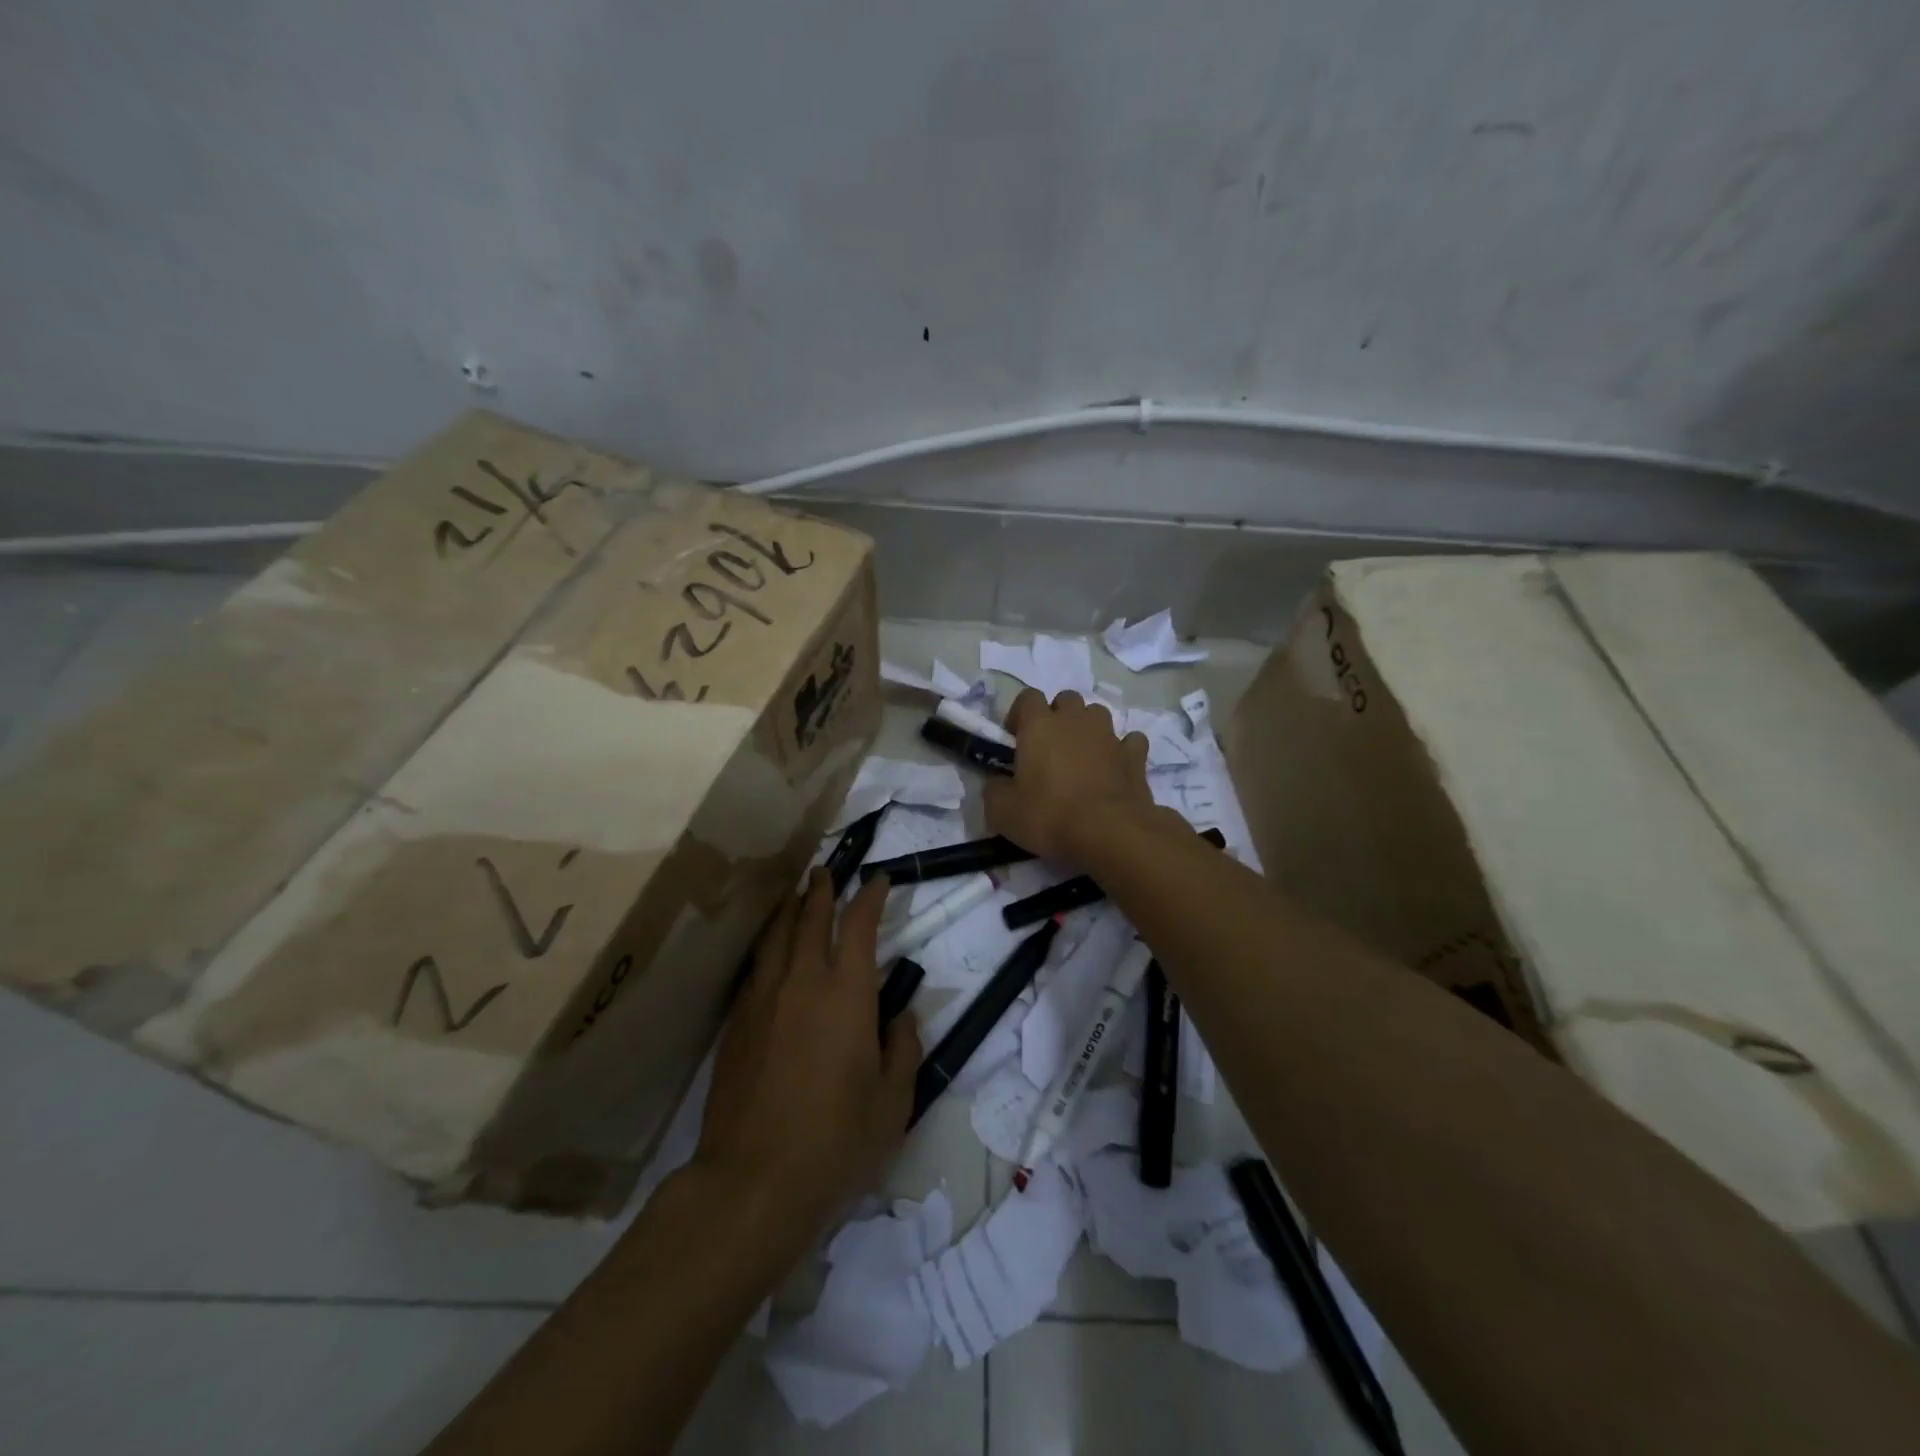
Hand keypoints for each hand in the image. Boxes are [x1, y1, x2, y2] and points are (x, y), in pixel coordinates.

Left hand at [692, 870, 918, 1258]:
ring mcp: (763, 1000)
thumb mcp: (893, 1103)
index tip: (878, 880)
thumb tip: (899, 1015)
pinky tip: (771, 951)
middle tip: (828, 872)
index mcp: (847, 994)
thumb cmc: (836, 1144)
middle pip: (811, 918)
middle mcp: (802, 982)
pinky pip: (756, 967)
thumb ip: (902, 1049)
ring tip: (797, 894)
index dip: (870, 897)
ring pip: (776, 936)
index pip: (859, 926)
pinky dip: (768, 945)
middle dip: (822, 890)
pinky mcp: (736, 1024)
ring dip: (790, 909)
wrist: (752, 1183)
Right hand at [984, 688, 1168, 862]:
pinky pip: (1129, 741)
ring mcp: (1109, 735)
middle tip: (1049, 747)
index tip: (1015, 739)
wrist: (1109, 833)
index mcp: (1039, 726)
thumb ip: (994, 789)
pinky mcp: (1135, 755)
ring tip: (1082, 756)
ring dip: (1088, 728)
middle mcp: (1075, 720)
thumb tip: (997, 783)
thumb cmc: (1049, 816)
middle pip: (1066, 699)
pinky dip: (1122, 750)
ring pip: (1098, 714)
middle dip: (1057, 715)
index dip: (1020, 714)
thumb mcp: (1002, 811)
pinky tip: (1115, 767)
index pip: (1027, 697)